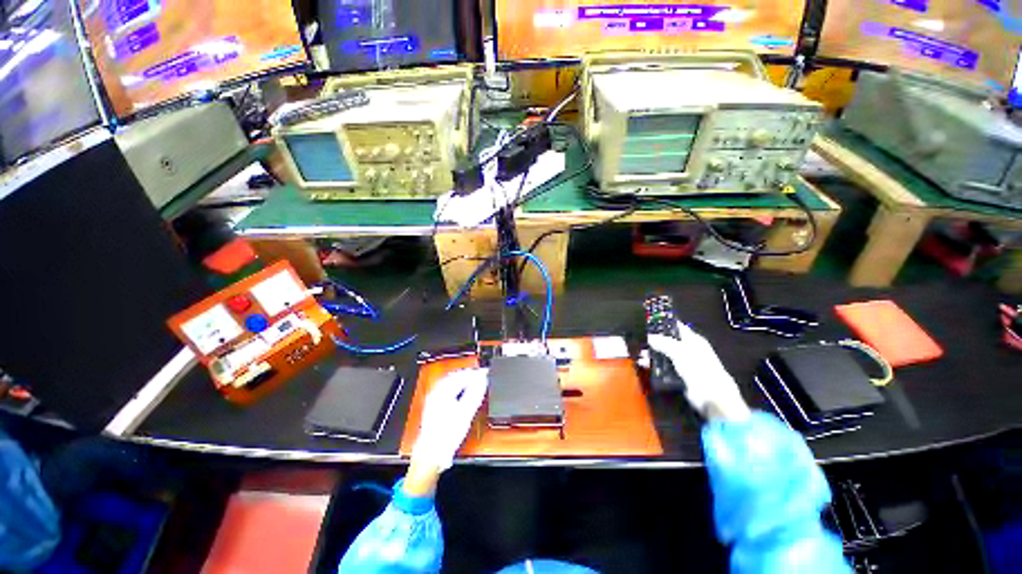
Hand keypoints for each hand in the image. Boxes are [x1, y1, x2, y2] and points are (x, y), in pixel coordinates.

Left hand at [411, 368, 488, 472]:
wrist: (431, 454)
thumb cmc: (446, 436)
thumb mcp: (466, 412)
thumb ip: (475, 393)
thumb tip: (482, 379)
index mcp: (442, 391)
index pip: (461, 375)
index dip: (475, 373)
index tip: (485, 373)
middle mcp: (436, 393)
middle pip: (454, 377)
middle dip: (469, 375)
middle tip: (481, 375)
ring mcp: (433, 400)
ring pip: (450, 383)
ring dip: (463, 380)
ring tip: (475, 382)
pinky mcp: (434, 407)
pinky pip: (447, 389)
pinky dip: (457, 387)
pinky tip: (463, 392)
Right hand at [648, 323, 749, 420]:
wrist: (710, 395)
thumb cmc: (698, 367)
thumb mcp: (679, 351)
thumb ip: (663, 342)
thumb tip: (649, 337)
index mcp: (693, 340)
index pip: (676, 327)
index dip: (662, 325)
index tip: (647, 324)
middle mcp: (688, 350)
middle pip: (667, 342)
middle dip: (653, 342)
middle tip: (639, 342)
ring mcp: (683, 363)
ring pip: (664, 355)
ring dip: (652, 355)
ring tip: (639, 355)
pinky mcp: (679, 376)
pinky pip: (663, 368)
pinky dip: (654, 366)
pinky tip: (644, 365)